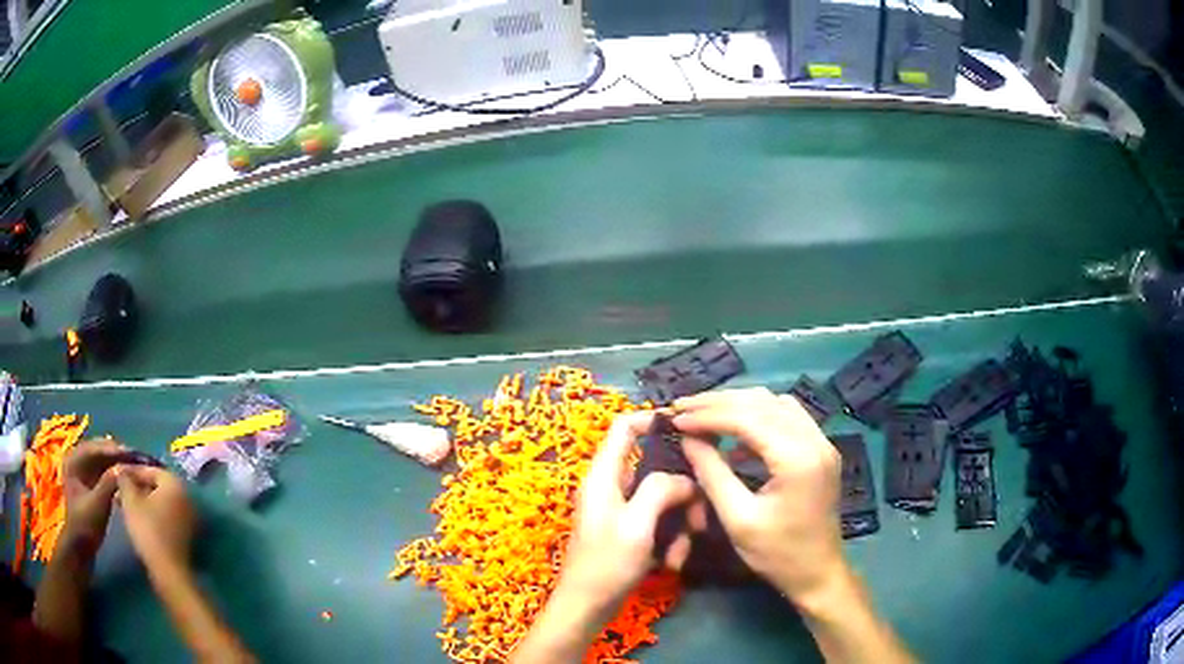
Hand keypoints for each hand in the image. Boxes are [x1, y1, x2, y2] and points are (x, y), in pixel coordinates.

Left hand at [62, 438, 125, 554]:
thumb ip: (109, 484)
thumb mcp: (98, 505)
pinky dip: (113, 470)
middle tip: (134, 457)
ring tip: (132, 464)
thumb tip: (124, 468)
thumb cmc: (86, 524)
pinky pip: (102, 469)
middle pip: (98, 450)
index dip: (112, 450)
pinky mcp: (89, 481)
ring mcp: (83, 470)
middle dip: (115, 453)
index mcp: (74, 460)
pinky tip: (124, 474)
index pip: (95, 448)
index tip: (131, 454)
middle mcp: (77, 459)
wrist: (81, 545)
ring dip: (116, 461)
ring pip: (101, 459)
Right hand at [115, 466, 197, 572]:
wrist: (169, 571)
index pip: (150, 469)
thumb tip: (121, 470)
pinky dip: (149, 513)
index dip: (131, 471)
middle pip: (155, 485)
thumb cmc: (148, 530)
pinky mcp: (185, 534)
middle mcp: (186, 497)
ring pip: (158, 501)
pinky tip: (134, 518)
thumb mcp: (130, 500)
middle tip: (118, 490)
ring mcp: (188, 517)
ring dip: (140, 500)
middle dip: (135, 486)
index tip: (116, 474)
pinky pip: (164, 516)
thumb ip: (125, 480)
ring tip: (121, 503)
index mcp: (175, 484)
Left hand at [557, 412, 694, 616]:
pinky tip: (671, 562)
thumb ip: (661, 489)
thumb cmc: (606, 564)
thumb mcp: (637, 523)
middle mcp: (611, 487)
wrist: (586, 607)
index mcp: (603, 476)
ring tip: (680, 552)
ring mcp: (621, 511)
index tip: (688, 428)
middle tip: (700, 517)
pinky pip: (659, 522)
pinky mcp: (629, 531)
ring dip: (679, 524)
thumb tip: (685, 478)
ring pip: (663, 500)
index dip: (652, 419)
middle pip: (655, 469)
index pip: (624, 428)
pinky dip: (670, 539)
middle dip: (683, 493)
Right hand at [672, 388, 845, 607]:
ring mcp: (822, 442)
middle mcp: (814, 440)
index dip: (708, 415)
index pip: (747, 418)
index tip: (675, 418)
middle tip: (683, 407)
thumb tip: (688, 440)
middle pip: (762, 402)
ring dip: (739, 404)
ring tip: (704, 413)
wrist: (818, 573)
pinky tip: (737, 431)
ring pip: (775, 403)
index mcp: (797, 458)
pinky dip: (759, 415)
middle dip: (719, 402)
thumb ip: (712, 474)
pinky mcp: (821, 449)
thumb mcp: (737, 519)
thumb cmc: (777, 554)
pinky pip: (788, 416)